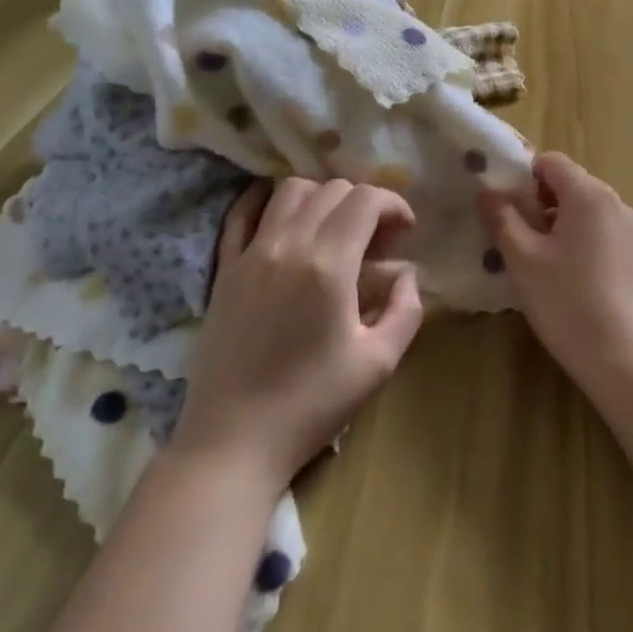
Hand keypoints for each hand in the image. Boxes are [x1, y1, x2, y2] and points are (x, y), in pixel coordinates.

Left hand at [172, 178, 425, 488]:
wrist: (233, 442)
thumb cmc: (312, 404)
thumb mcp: (379, 363)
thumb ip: (406, 309)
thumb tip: (408, 275)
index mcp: (328, 265)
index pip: (366, 200)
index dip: (394, 204)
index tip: (406, 232)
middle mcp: (287, 245)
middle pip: (332, 190)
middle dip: (364, 202)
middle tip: (376, 239)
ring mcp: (250, 254)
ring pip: (289, 191)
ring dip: (321, 197)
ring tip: (334, 228)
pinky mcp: (224, 270)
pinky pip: (240, 214)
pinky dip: (264, 200)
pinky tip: (280, 212)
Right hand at [479, 152, 632, 390]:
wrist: (621, 356)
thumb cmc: (566, 301)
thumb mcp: (522, 258)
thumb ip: (502, 217)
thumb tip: (487, 190)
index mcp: (588, 193)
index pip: (550, 161)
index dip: (521, 176)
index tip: (501, 205)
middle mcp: (613, 200)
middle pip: (567, 182)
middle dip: (536, 200)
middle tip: (511, 232)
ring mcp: (627, 227)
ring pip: (581, 206)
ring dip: (554, 220)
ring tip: (531, 255)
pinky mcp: (632, 251)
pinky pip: (596, 227)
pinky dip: (574, 236)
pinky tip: (559, 271)